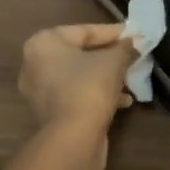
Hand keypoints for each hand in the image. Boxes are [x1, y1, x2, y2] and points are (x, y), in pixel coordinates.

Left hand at [17, 23, 136, 169]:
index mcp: (44, 43)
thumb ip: (124, 47)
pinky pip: (76, 94)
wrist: (73, 138)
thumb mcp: (114, 61)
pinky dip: (96, 93)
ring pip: (79, 76)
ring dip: (105, 76)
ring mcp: (39, 90)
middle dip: (109, 56)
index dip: (113, 32)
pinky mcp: (48, 113)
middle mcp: (34, 64)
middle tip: (132, 55)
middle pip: (80, 53)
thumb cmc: (90, 87)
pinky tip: (123, 101)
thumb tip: (133, 43)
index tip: (135, 35)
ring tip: (130, 79)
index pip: (85, 31)